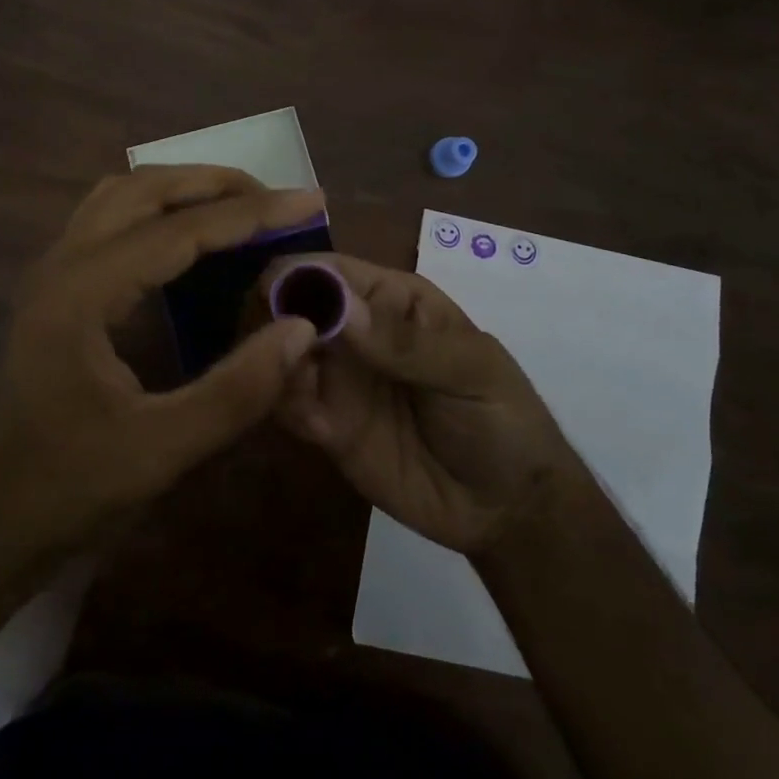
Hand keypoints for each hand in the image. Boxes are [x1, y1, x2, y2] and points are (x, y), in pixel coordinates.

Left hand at [0, 167, 322, 578]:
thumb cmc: (65, 490)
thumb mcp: (159, 451)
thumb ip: (236, 390)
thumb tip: (301, 328)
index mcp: (83, 292)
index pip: (180, 229)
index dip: (252, 213)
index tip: (310, 200)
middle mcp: (62, 262)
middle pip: (145, 189)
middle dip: (216, 184)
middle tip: (277, 199)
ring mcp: (52, 271)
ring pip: (122, 195)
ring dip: (183, 188)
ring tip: (240, 206)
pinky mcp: (53, 287)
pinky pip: (109, 219)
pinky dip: (157, 209)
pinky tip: (188, 239)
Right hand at [267, 254, 576, 554]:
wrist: (509, 508)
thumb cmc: (502, 418)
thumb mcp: (468, 371)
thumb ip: (404, 343)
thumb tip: (338, 308)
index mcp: (391, 299)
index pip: (331, 270)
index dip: (298, 276)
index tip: (269, 298)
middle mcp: (354, 331)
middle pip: (294, 307)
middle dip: (274, 320)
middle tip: (271, 349)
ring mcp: (338, 379)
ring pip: (283, 355)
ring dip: (275, 366)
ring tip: (297, 390)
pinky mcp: (328, 426)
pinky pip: (290, 406)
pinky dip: (287, 407)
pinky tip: (315, 427)